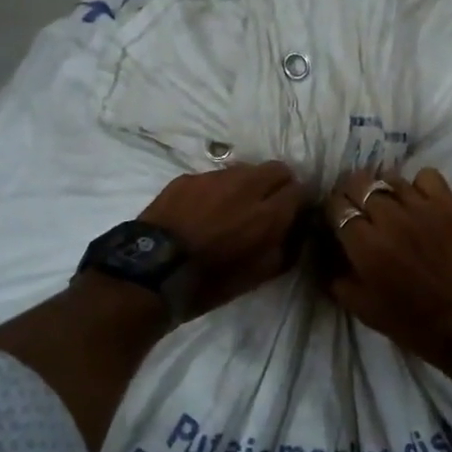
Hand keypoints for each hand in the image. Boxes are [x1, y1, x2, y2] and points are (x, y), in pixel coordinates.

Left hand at [141, 161, 305, 320]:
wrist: (151, 272)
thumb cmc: (209, 282)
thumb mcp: (257, 276)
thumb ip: (284, 249)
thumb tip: (294, 231)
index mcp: (268, 215)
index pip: (299, 190)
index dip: (297, 203)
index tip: (291, 215)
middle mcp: (246, 187)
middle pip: (277, 169)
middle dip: (278, 184)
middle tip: (267, 206)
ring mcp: (215, 178)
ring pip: (245, 170)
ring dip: (247, 185)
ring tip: (233, 208)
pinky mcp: (189, 177)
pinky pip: (214, 177)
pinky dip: (217, 189)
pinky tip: (204, 210)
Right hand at [322, 168, 451, 374]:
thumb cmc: (415, 324)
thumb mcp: (363, 310)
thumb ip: (337, 280)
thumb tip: (327, 257)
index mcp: (365, 245)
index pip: (336, 205)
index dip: (333, 209)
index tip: (336, 219)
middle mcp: (390, 218)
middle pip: (359, 183)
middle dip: (352, 194)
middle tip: (358, 209)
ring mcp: (423, 208)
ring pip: (390, 178)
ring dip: (382, 190)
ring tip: (388, 206)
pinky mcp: (451, 206)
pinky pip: (427, 176)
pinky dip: (418, 185)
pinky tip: (419, 202)